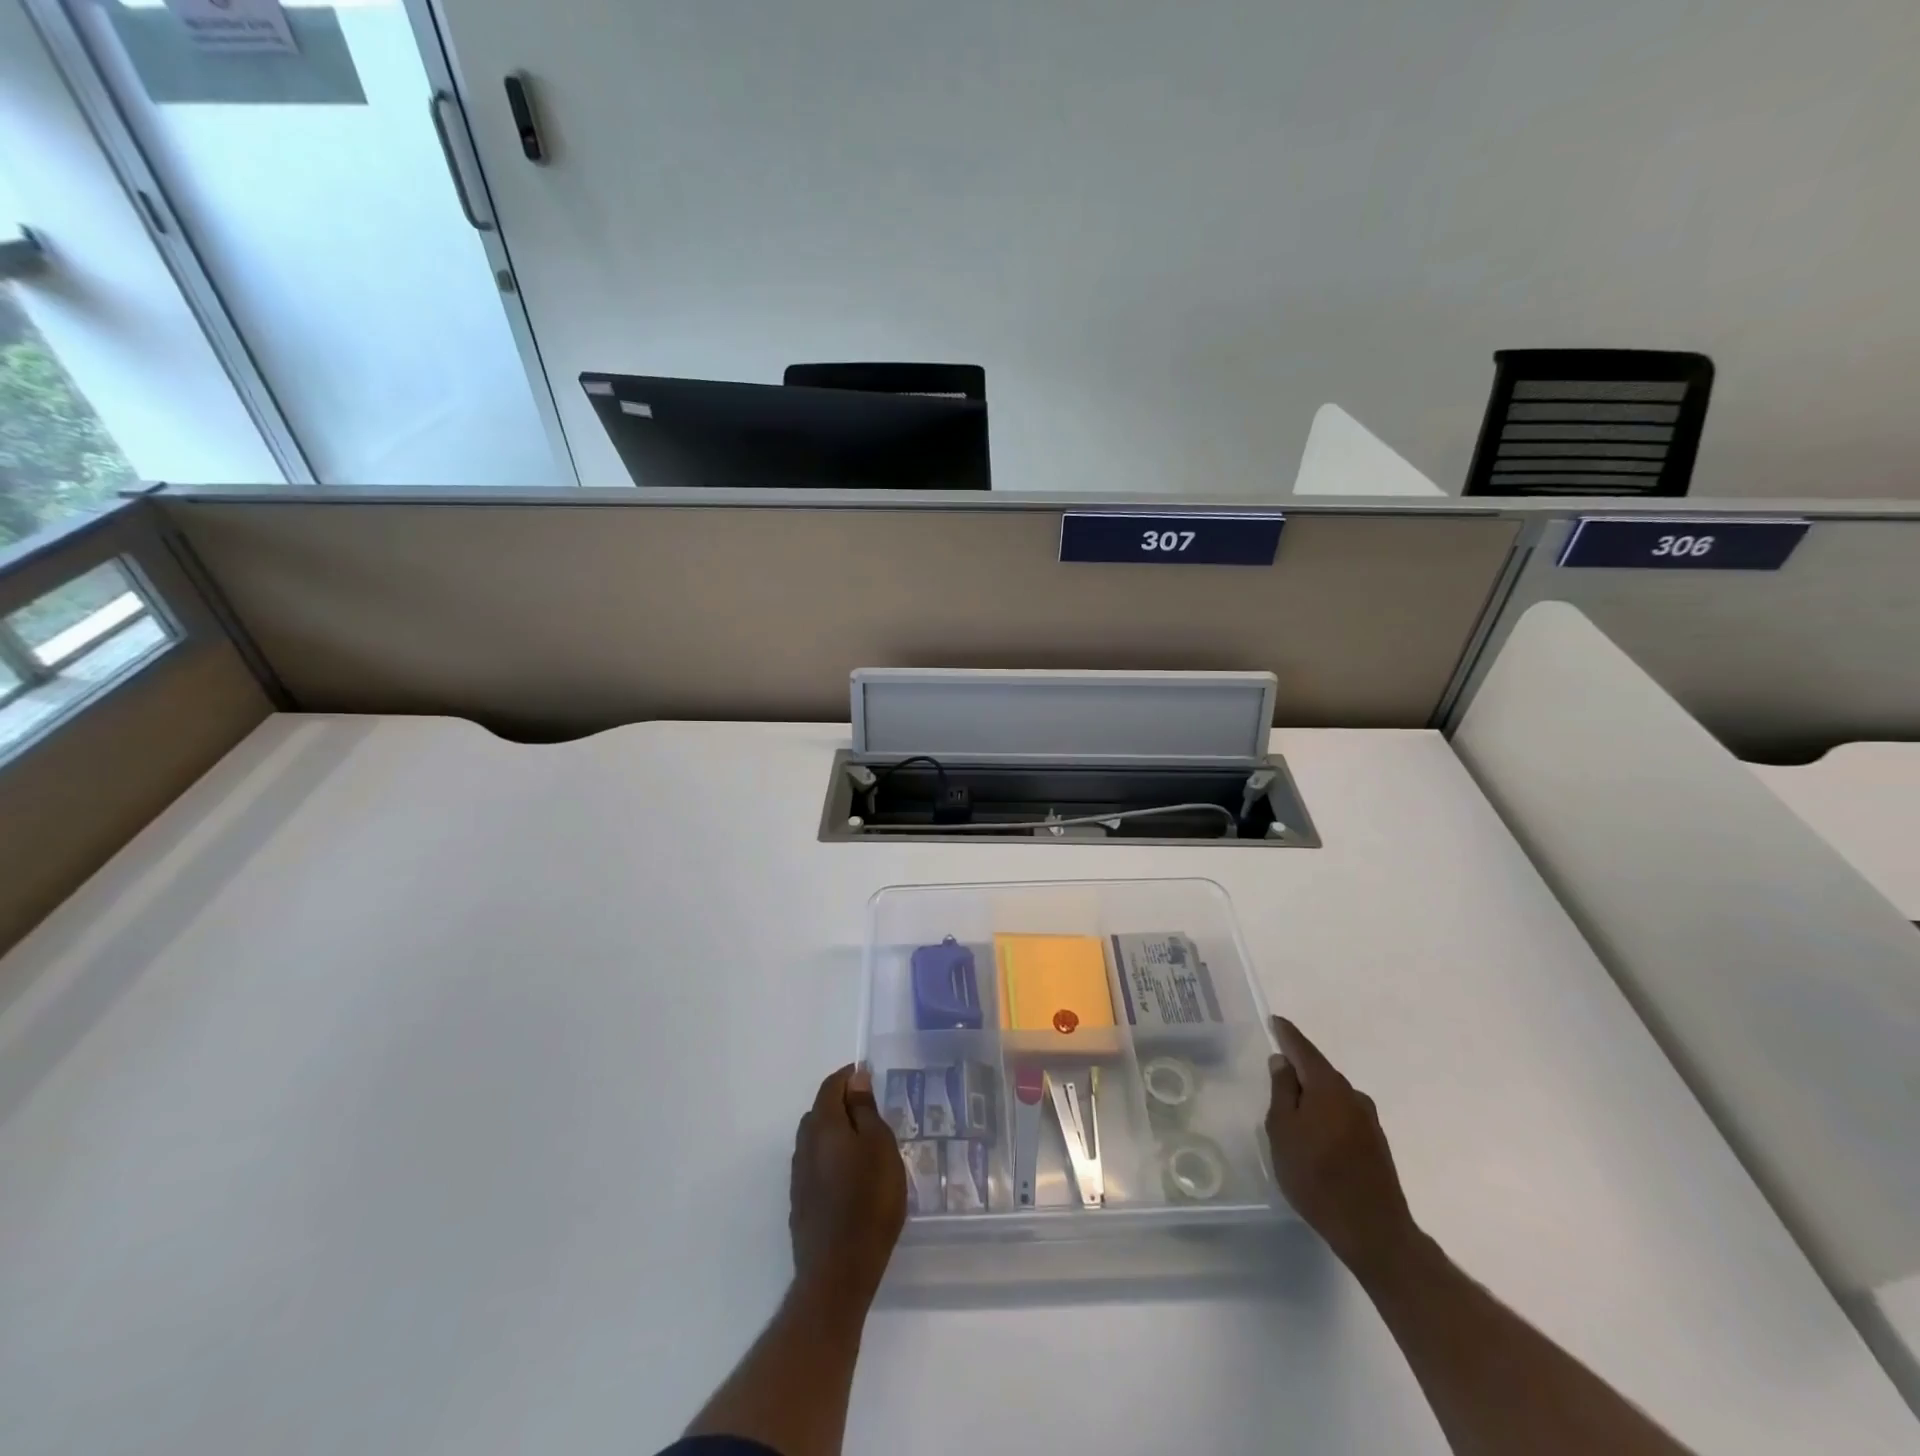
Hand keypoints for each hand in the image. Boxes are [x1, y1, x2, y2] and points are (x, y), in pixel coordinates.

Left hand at [789, 1065, 906, 1309]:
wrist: (838, 1271)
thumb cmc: (868, 1200)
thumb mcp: (879, 1146)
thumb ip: (865, 1110)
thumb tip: (855, 1079)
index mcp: (823, 1125)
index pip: (831, 1086)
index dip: (848, 1077)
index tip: (868, 1076)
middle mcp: (804, 1145)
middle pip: (820, 1112)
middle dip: (842, 1104)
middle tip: (871, 1111)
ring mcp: (799, 1177)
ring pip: (816, 1140)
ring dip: (836, 1133)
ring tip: (864, 1145)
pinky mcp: (801, 1203)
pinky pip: (815, 1166)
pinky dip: (831, 1159)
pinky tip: (850, 1177)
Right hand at [1266, 1016, 1419, 1277]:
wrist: (1373, 1232)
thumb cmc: (1316, 1176)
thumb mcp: (1283, 1130)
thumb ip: (1281, 1091)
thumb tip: (1283, 1062)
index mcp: (1327, 1086)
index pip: (1303, 1049)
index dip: (1287, 1034)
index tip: (1275, 1021)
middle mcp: (1352, 1095)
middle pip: (1320, 1071)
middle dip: (1299, 1067)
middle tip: (1276, 1068)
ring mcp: (1368, 1120)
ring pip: (1332, 1095)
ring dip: (1313, 1094)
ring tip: (1292, 1106)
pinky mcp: (1376, 1144)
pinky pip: (1343, 1114)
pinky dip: (1326, 1113)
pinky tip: (1315, 1132)